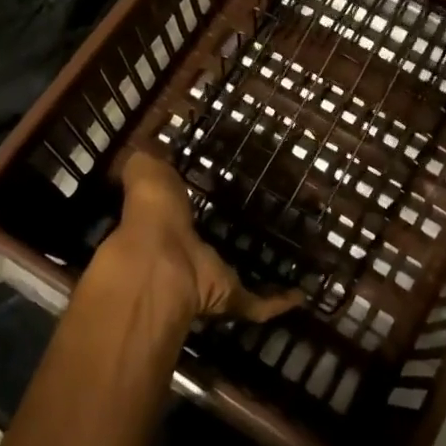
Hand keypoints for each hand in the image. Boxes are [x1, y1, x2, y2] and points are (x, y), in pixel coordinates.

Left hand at [93, 153, 302, 323]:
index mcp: (162, 224)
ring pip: (232, 279)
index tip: (208, 197)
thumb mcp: (146, 169)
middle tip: (251, 226)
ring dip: (253, 274)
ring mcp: (205, 280)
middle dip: (219, 244)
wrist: (160, 262)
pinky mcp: (228, 297)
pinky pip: (257, 304)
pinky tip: (300, 293)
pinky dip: (278, 301)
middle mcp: (183, 256)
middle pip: (204, 250)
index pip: (176, 216)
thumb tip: (150, 142)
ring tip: (282, 260)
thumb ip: (149, 158)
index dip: (186, 210)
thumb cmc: (152, 210)